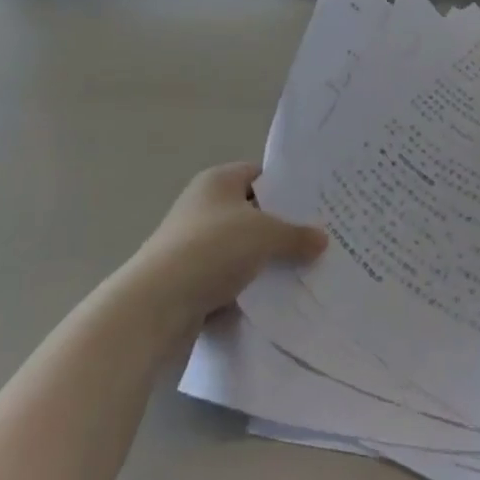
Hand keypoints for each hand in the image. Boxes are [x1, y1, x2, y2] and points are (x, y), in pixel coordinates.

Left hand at [124, 163, 325, 331]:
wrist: (156, 305)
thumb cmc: (212, 249)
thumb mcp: (265, 235)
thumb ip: (296, 235)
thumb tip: (323, 239)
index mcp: (217, 181)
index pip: (259, 174)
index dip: (287, 188)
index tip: (316, 205)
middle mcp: (203, 207)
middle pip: (252, 213)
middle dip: (281, 229)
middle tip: (318, 241)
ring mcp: (194, 245)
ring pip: (242, 250)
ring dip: (265, 262)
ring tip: (305, 273)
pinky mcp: (190, 281)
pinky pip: (229, 280)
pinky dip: (248, 290)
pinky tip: (275, 302)